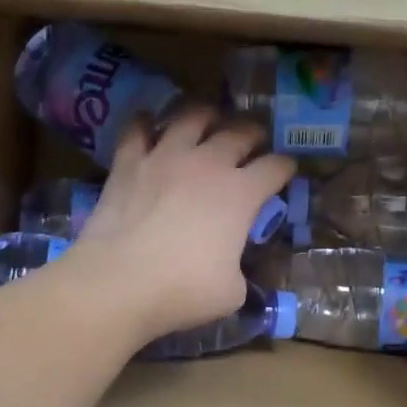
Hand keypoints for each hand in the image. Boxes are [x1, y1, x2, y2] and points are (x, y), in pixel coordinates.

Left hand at [59, 106, 295, 342]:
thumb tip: (230, 265)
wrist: (120, 281)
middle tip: (254, 139)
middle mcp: (208, 164)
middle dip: (253, 134)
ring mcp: (166, 156)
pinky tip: (147, 123)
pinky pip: (137, 129)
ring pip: (191, 118)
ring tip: (208, 118)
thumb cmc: (183, 290)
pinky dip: (145, 123)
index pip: (275, 167)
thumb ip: (239, 268)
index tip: (286, 170)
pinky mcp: (128, 162)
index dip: (285, 167)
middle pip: (239, 133)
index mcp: (241, 194)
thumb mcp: (232, 291)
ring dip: (205, 116)